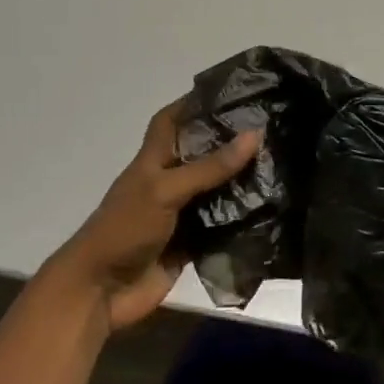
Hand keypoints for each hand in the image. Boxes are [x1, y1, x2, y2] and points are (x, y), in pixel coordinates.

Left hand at [47, 100, 260, 331]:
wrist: (101, 292)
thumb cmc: (125, 228)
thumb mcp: (165, 190)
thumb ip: (209, 166)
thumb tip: (254, 134)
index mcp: (154, 161)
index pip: (171, 120)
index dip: (193, 103)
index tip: (230, 92)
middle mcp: (168, 183)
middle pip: (201, 155)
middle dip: (230, 143)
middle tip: (272, 128)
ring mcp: (180, 215)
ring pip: (216, 191)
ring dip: (241, 183)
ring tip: (282, 165)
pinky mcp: (191, 245)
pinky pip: (221, 228)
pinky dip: (241, 221)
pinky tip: (273, 210)